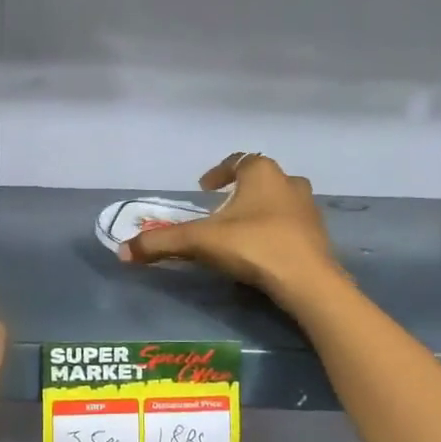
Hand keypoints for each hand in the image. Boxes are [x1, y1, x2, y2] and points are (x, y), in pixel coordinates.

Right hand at [121, 152, 338, 295]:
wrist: (307, 281)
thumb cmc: (253, 246)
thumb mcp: (200, 242)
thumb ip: (161, 243)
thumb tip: (122, 251)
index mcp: (262, 173)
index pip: (238, 161)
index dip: (218, 173)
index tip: (204, 189)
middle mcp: (289, 182)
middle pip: (261, 179)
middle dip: (240, 191)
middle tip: (220, 209)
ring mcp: (308, 208)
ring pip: (279, 200)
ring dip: (260, 209)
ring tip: (240, 230)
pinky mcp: (318, 235)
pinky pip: (291, 224)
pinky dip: (275, 230)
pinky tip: (262, 250)